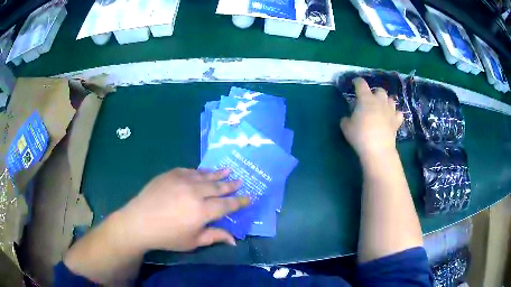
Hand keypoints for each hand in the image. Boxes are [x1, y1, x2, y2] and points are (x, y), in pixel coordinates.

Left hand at [117, 168, 247, 251]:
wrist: (139, 221)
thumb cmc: (167, 236)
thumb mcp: (193, 241)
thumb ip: (215, 237)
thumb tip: (235, 240)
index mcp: (203, 211)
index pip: (227, 205)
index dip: (239, 202)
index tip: (248, 197)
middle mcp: (196, 192)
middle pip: (218, 187)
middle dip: (231, 185)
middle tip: (240, 181)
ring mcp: (183, 180)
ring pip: (205, 176)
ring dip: (218, 174)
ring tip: (228, 170)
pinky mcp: (171, 174)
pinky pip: (190, 171)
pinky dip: (199, 172)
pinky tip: (203, 172)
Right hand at [340, 78, 402, 160]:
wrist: (378, 148)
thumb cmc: (360, 135)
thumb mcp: (346, 127)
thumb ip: (346, 120)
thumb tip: (347, 118)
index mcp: (365, 99)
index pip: (361, 84)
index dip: (357, 82)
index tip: (355, 83)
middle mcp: (379, 101)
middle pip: (380, 90)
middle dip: (375, 93)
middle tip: (371, 100)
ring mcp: (390, 110)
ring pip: (391, 99)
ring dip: (386, 101)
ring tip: (382, 107)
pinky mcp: (397, 121)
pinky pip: (398, 113)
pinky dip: (395, 114)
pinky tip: (392, 117)